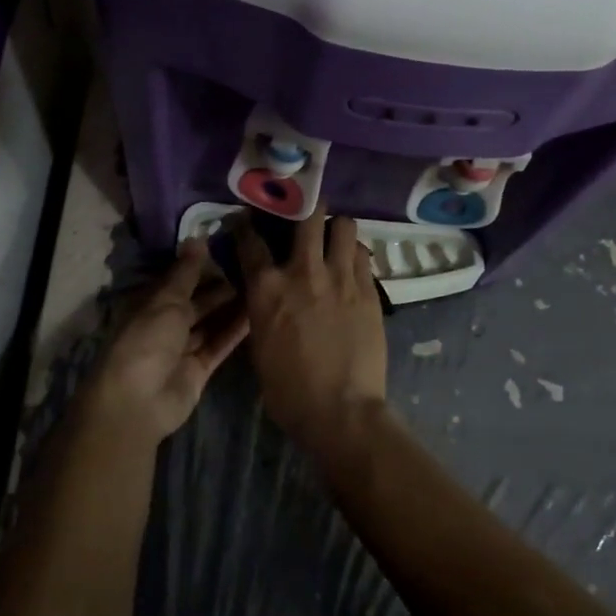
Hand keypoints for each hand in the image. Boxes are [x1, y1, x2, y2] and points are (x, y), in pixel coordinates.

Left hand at [74, 240, 248, 443]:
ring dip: (231, 307)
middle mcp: (164, 323)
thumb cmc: (146, 341)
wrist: (138, 402)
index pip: (177, 279)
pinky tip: (257, 314)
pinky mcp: (198, 369)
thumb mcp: (166, 301)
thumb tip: (196, 237)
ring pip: (210, 322)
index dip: (200, 265)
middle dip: (220, 286)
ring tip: (261, 286)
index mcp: (149, 303)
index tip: (229, 247)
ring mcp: (181, 348)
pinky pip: (218, 344)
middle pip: (196, 301)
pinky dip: (234, 331)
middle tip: (252, 267)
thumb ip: (186, 272)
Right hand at [234, 207, 388, 453]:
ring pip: (344, 226)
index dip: (245, 225)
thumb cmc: (289, 389)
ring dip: (336, 228)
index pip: (250, 241)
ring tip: (334, 238)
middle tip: (303, 209)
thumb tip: (265, 293)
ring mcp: (340, 277)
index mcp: (267, 288)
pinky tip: (351, 265)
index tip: (246, 217)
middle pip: (306, 215)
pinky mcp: (369, 289)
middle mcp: (303, 272)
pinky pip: (363, 255)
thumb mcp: (259, 345)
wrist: (341, 410)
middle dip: (303, 205)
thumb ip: (262, 308)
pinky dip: (355, 254)